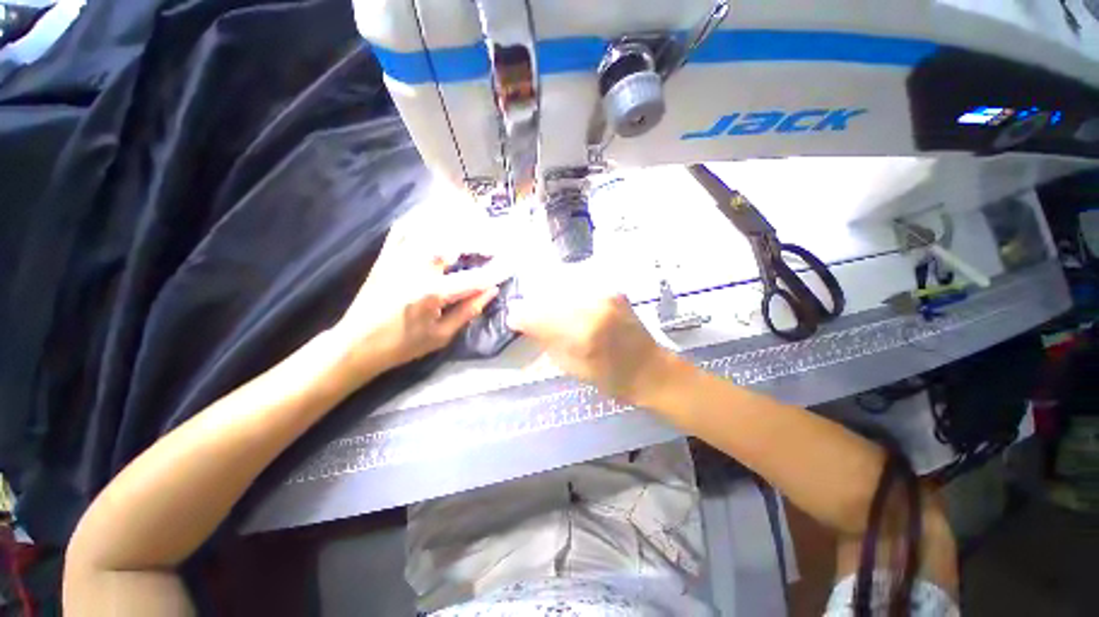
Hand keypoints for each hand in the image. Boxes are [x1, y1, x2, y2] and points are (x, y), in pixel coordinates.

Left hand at [332, 231, 502, 378]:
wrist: (356, 343)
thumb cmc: (402, 345)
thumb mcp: (441, 336)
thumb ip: (468, 311)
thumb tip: (492, 291)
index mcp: (432, 292)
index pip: (474, 278)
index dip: (496, 271)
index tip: (512, 265)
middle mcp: (416, 267)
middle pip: (455, 242)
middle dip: (480, 240)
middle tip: (495, 244)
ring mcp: (398, 257)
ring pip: (431, 228)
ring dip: (456, 225)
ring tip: (473, 227)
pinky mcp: (386, 254)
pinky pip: (404, 227)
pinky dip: (422, 219)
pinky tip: (435, 217)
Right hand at [507, 292, 673, 403]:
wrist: (650, 369)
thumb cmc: (611, 378)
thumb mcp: (572, 367)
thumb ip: (546, 340)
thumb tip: (523, 322)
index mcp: (582, 333)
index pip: (539, 316)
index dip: (521, 316)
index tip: (513, 320)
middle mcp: (593, 306)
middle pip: (549, 296)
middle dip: (533, 304)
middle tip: (528, 314)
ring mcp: (605, 294)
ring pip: (564, 286)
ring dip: (550, 296)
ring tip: (546, 307)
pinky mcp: (613, 290)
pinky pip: (581, 285)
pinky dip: (568, 293)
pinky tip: (567, 303)